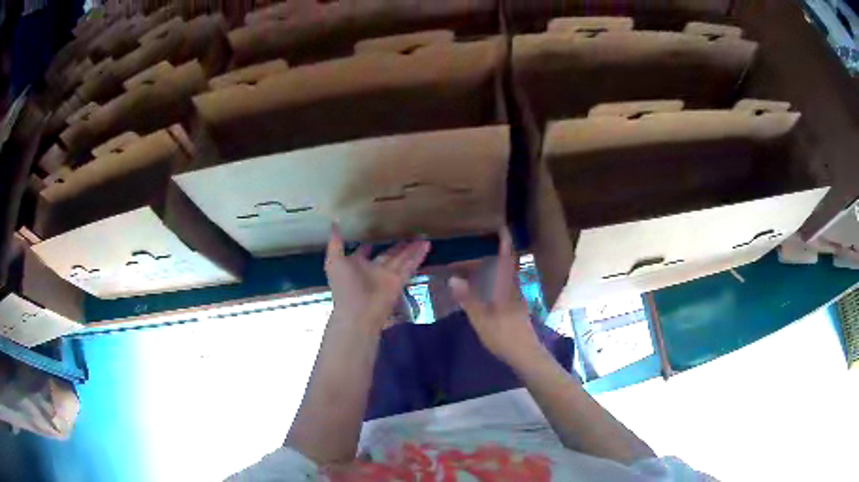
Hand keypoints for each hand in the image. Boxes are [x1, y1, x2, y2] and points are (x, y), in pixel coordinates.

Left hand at [325, 225, 430, 329]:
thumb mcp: (334, 260)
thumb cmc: (344, 285)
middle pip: (387, 254)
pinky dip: (418, 256)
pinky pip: (409, 266)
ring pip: (401, 259)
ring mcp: (386, 276)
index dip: (369, 244)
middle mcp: (372, 270)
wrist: (358, 312)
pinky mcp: (398, 281)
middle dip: (397, 245)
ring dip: (412, 248)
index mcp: (356, 265)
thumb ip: (336, 242)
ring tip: (423, 236)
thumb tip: (334, 222)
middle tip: (408, 232)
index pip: (364, 252)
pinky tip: (427, 244)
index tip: (376, 233)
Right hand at [448, 228, 542, 366]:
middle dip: (497, 253)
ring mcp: (517, 300)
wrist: (526, 355)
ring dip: (495, 267)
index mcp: (506, 288)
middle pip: (507, 266)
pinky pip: (505, 287)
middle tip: (479, 246)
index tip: (502, 226)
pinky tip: (484, 288)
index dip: (506, 242)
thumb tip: (453, 278)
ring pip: (506, 277)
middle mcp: (514, 289)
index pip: (507, 259)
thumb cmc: (504, 336)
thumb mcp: (481, 319)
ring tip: (478, 264)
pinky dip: (495, 281)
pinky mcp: (516, 309)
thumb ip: (468, 299)